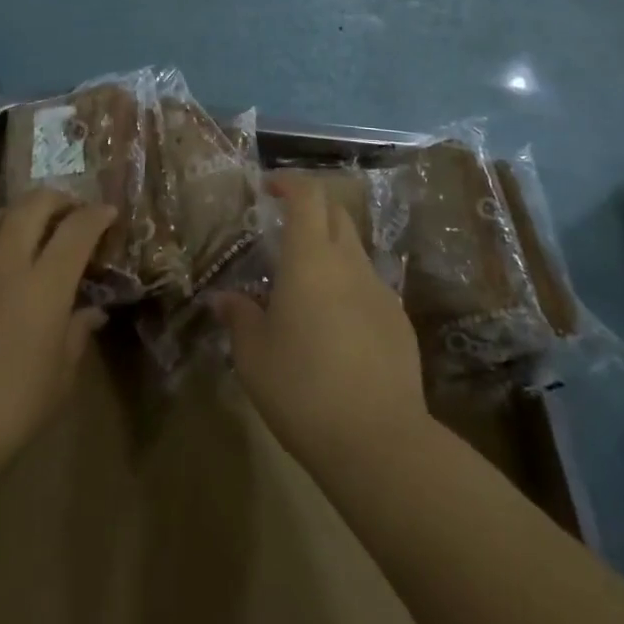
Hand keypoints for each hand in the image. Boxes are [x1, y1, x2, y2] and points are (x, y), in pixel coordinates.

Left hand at [0, 191, 116, 488]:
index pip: (77, 230)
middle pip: (33, 205)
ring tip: (34, 226)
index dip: (97, 215)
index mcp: (44, 287)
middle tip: (73, 212)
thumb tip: (91, 312)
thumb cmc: (8, 413)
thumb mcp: (59, 380)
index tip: (109, 213)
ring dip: (22, 211)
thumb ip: (77, 335)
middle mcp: (7, 265)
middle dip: (59, 199)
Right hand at [215, 174, 427, 472]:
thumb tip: (224, 299)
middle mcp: (349, 263)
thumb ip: (239, 317)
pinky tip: (335, 327)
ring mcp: (380, 291)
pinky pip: (369, 287)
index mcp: (311, 258)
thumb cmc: (303, 388)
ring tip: (306, 285)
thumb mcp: (254, 356)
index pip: (308, 195)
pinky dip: (348, 288)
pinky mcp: (399, 322)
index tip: (270, 187)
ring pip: (354, 250)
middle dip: (311, 209)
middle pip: (336, 213)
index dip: (289, 182)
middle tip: (284, 228)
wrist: (379, 441)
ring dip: (330, 251)